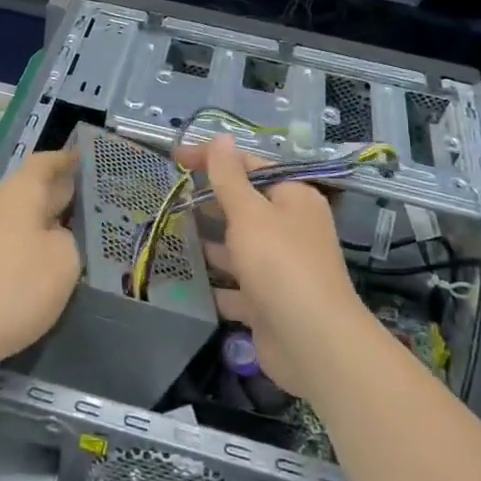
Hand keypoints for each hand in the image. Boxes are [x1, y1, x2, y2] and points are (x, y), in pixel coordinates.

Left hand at [0, 150, 80, 368]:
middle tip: (80, 205)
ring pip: (10, 215)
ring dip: (33, 222)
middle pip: (26, 189)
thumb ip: (67, 238)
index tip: (81, 159)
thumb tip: (53, 234)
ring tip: (59, 239)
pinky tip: (29, 266)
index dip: (65, 160)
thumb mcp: (65, 262)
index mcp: (17, 193)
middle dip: (52, 195)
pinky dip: (16, 244)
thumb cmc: (15, 288)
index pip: (44, 163)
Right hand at [176, 134, 368, 394]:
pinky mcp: (267, 302)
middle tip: (167, 196)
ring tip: (167, 233)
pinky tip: (182, 279)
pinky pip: (235, 286)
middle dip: (208, 202)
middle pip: (244, 206)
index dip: (212, 159)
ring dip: (207, 242)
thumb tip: (222, 137)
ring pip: (237, 247)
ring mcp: (279, 267)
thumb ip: (229, 177)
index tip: (175, 158)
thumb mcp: (249, 213)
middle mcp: (289, 228)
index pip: (249, 166)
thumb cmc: (280, 264)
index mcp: (293, 198)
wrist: (313, 343)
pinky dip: (213, 283)